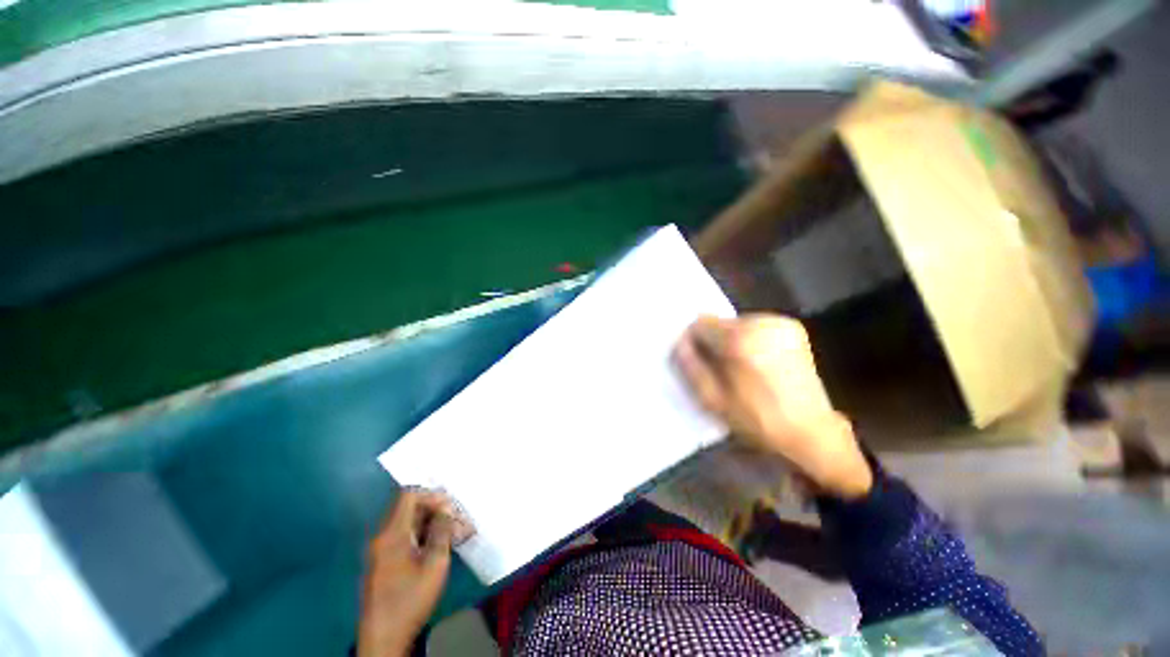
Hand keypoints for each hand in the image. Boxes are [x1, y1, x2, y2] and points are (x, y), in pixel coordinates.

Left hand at [358, 490, 458, 656]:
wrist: (383, 638)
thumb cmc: (410, 599)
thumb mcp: (434, 564)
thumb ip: (441, 531)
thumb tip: (446, 509)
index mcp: (392, 534)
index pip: (409, 496)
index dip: (431, 495)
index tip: (451, 507)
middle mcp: (383, 537)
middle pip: (410, 509)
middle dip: (437, 511)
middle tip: (459, 521)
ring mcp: (381, 550)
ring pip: (409, 524)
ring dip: (433, 524)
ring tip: (456, 535)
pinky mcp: (384, 562)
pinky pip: (405, 538)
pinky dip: (423, 536)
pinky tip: (441, 547)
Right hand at [674, 314, 872, 499]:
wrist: (811, 432)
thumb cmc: (757, 420)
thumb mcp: (712, 399)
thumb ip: (691, 366)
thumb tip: (679, 343)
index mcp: (740, 340)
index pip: (700, 322)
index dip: (694, 341)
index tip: (699, 362)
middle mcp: (761, 323)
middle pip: (719, 322)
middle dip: (714, 342)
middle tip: (721, 370)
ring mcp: (781, 323)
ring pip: (736, 324)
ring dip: (731, 341)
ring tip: (742, 368)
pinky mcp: (793, 329)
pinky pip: (755, 327)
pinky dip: (750, 340)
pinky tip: (759, 363)